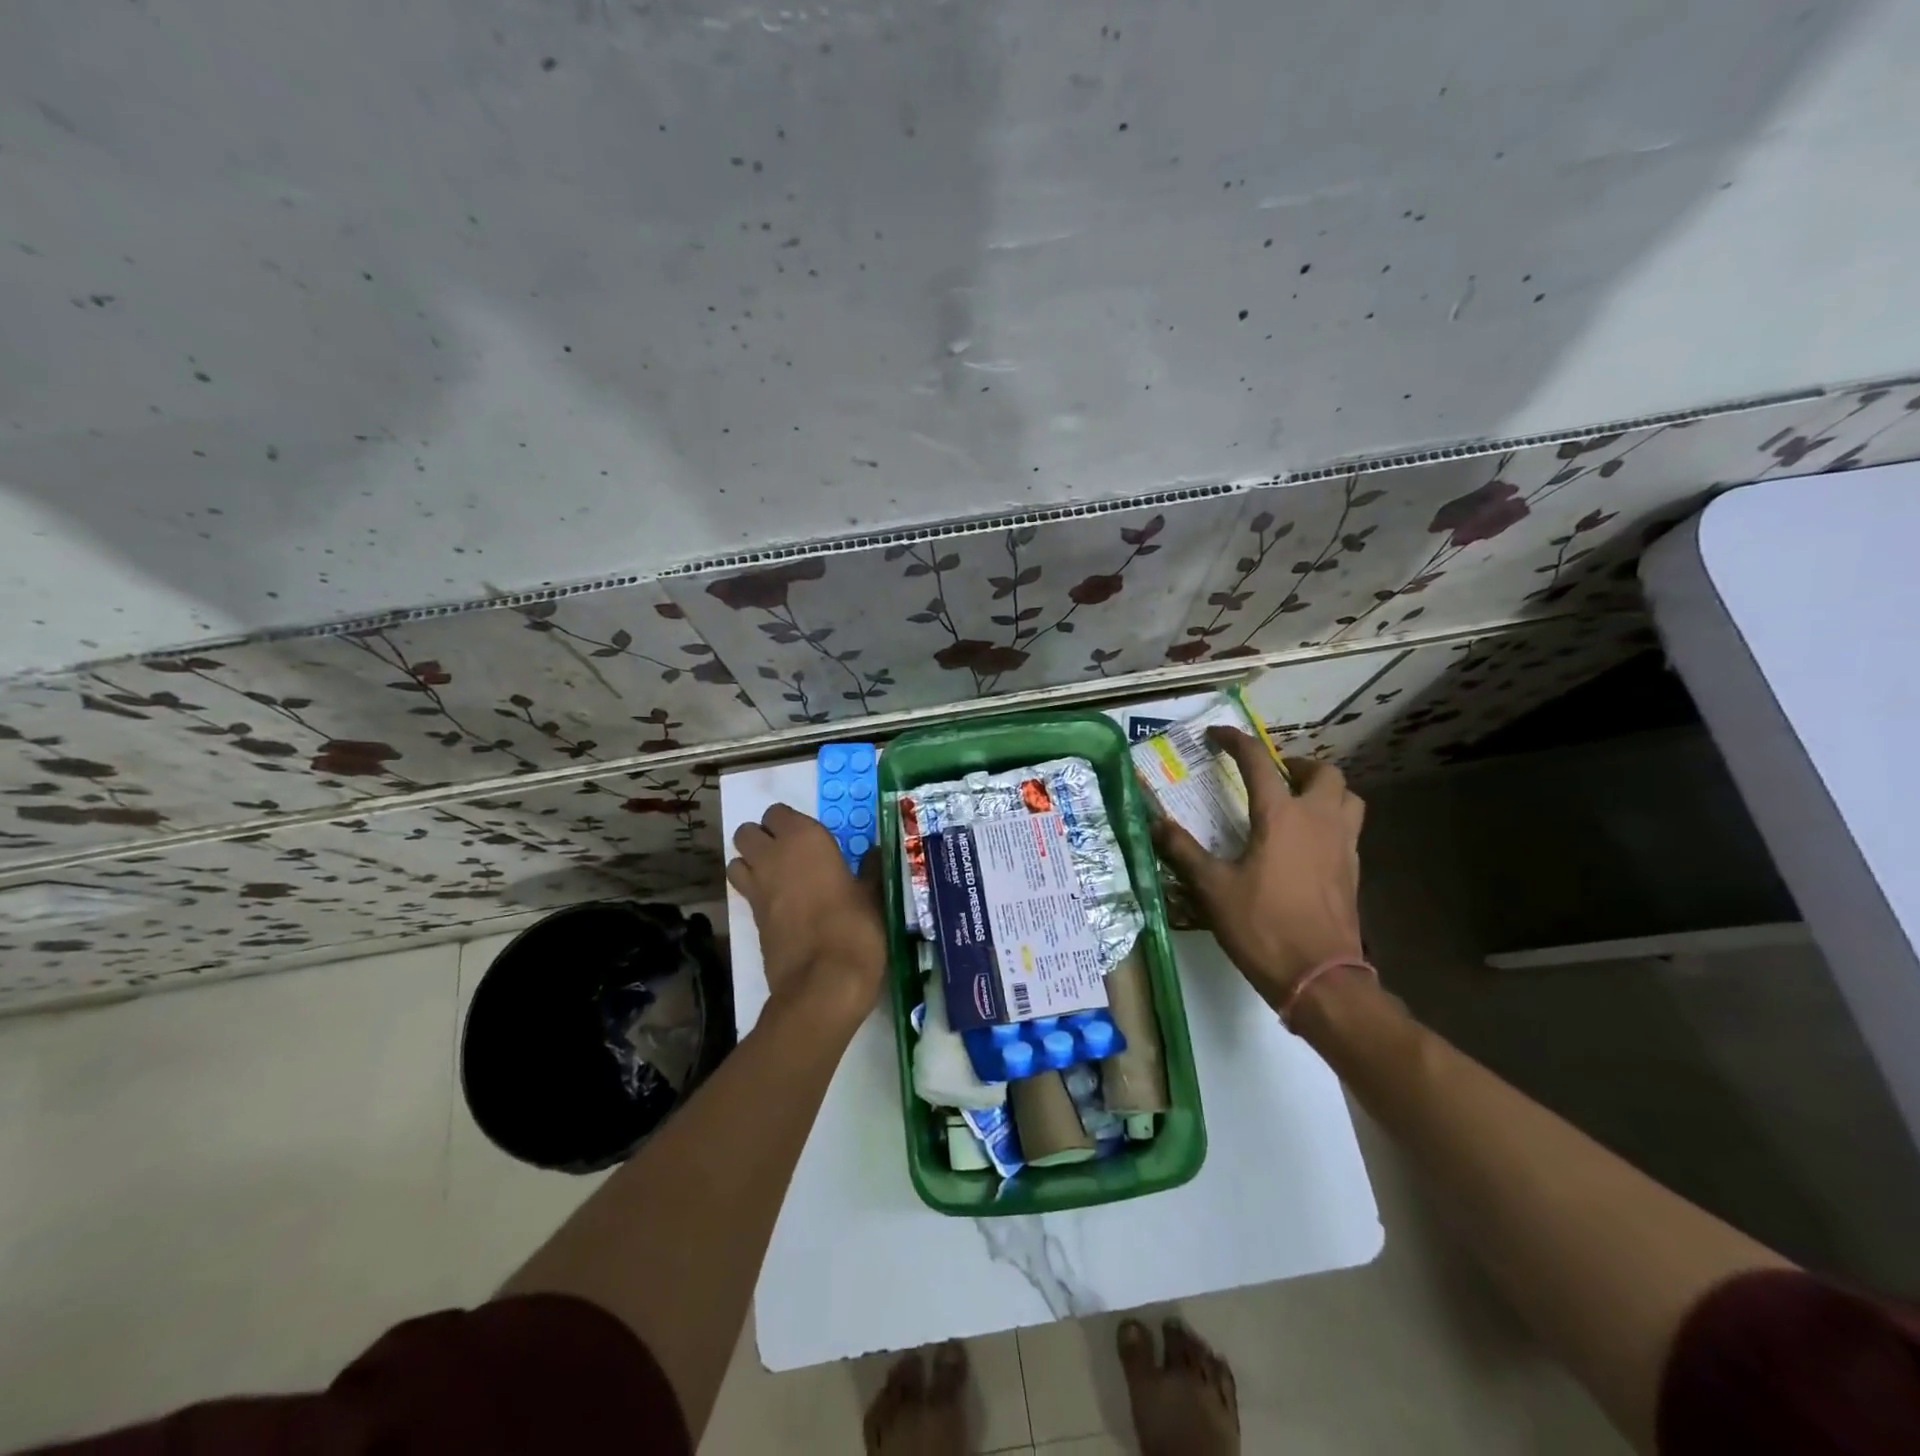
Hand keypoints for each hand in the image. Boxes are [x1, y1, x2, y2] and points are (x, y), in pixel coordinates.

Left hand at [727, 803, 886, 1023]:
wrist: (824, 982)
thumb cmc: (855, 928)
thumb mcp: (873, 895)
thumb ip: (869, 870)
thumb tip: (874, 854)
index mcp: (804, 839)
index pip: (778, 813)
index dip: (790, 823)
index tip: (811, 838)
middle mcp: (773, 856)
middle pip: (748, 832)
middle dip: (763, 838)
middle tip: (791, 854)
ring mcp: (757, 888)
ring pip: (736, 860)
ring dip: (751, 863)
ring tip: (779, 877)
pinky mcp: (751, 919)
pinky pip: (744, 892)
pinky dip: (754, 891)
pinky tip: (780, 905)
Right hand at [1153, 728, 1365, 1012]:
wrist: (1320, 977)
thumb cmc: (1262, 926)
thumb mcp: (1211, 887)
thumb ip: (1182, 850)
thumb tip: (1154, 823)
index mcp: (1282, 816)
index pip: (1259, 762)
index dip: (1236, 742)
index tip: (1217, 735)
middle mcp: (1318, 820)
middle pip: (1324, 772)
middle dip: (1296, 764)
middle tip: (1271, 775)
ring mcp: (1343, 846)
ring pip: (1347, 798)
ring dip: (1323, 789)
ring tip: (1295, 802)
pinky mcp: (1353, 872)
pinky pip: (1348, 828)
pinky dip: (1329, 820)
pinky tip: (1304, 843)